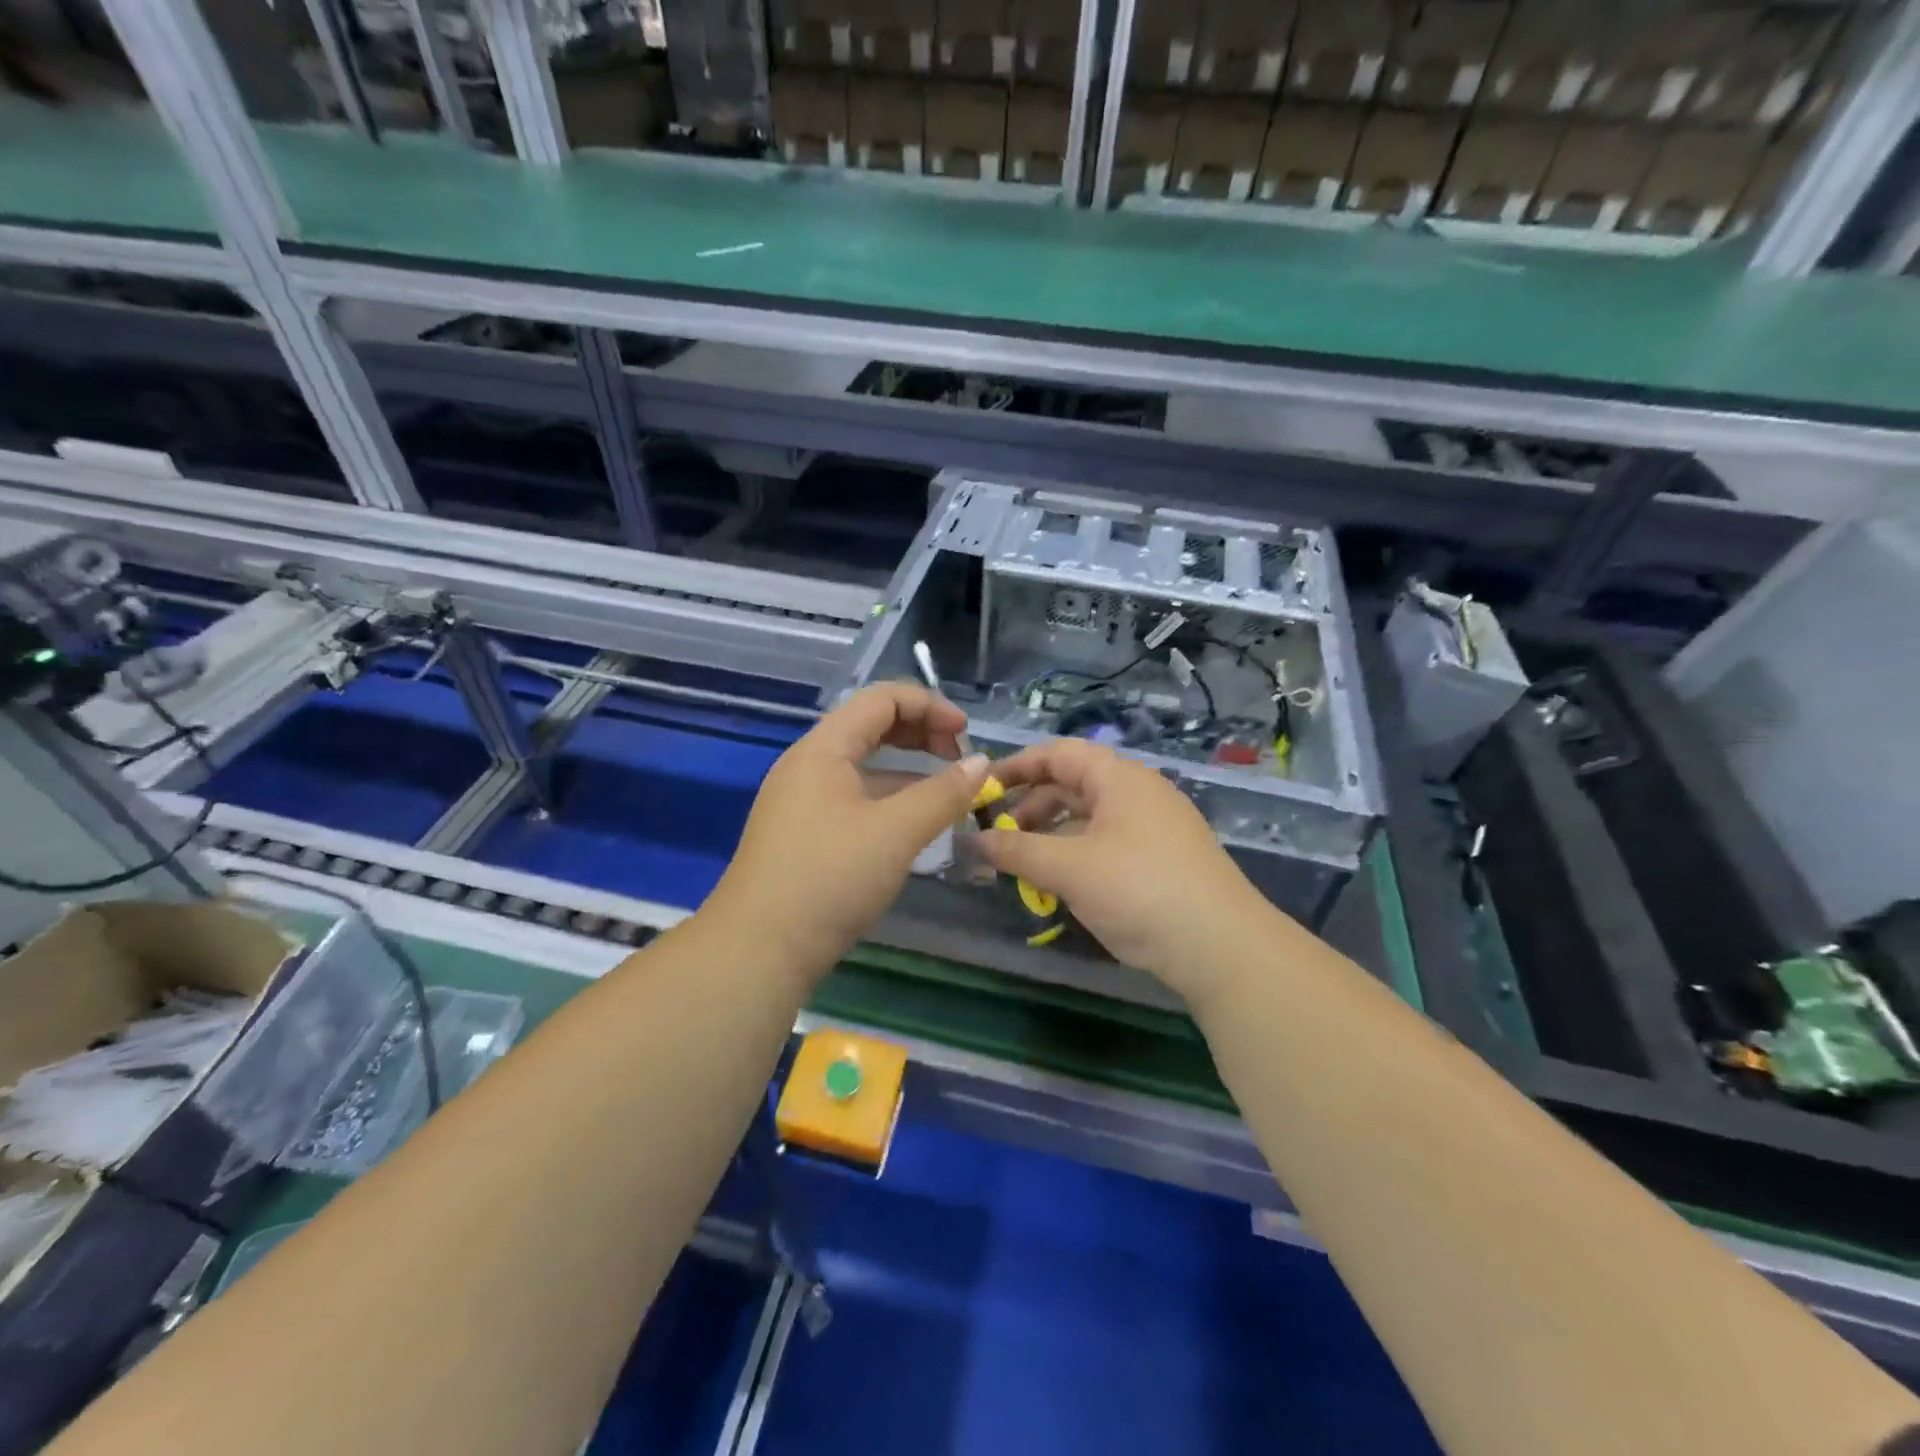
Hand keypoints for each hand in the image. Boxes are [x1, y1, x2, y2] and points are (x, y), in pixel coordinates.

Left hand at [709, 683, 990, 979]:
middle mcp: (808, 765)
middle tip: (960, 760)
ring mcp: (802, 801)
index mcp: (823, 748)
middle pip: (872, 727)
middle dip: (921, 734)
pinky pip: (854, 798)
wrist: (758, 951)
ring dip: (908, 770)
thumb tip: (981, 763)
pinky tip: (913, 826)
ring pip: (864, 766)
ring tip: (947, 794)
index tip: (967, 736)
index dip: (930, 707)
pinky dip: (889, 800)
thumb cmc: (829, 878)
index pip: (882, 699)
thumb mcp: (896, 832)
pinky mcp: (803, 834)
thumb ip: (944, 793)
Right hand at [980, 739, 1276, 1006]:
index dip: (1017, 766)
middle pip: (1072, 785)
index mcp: (1119, 778)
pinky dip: (1076, 855)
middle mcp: (1138, 793)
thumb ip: (1016, 851)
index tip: (982, 789)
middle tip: (998, 837)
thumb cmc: (1138, 890)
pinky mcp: (1162, 859)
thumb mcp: (1068, 868)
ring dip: (1051, 836)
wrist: (1221, 947)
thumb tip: (973, 841)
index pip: (1058, 754)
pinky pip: (1107, 843)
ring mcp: (1154, 827)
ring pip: (1089, 818)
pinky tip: (1061, 884)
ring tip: (1023, 865)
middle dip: (1031, 808)